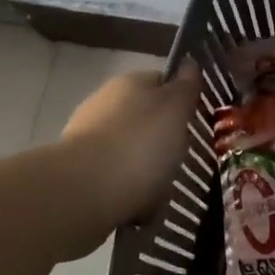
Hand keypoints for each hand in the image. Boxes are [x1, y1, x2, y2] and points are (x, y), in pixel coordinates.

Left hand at [62, 63, 201, 226]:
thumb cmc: (139, 144)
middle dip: (163, 142)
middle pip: (146, 121)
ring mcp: (88, 140)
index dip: (180, 100)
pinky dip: (129, 196)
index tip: (195, 122)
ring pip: (131, 154)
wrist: (84, 192)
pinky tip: (139, 210)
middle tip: (180, 162)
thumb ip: (185, 88)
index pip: (161, 82)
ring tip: (160, 195)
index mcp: (129, 83)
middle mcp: (104, 105)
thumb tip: (189, 64)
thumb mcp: (175, 109)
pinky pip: (116, 183)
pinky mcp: (78, 175)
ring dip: (147, 173)